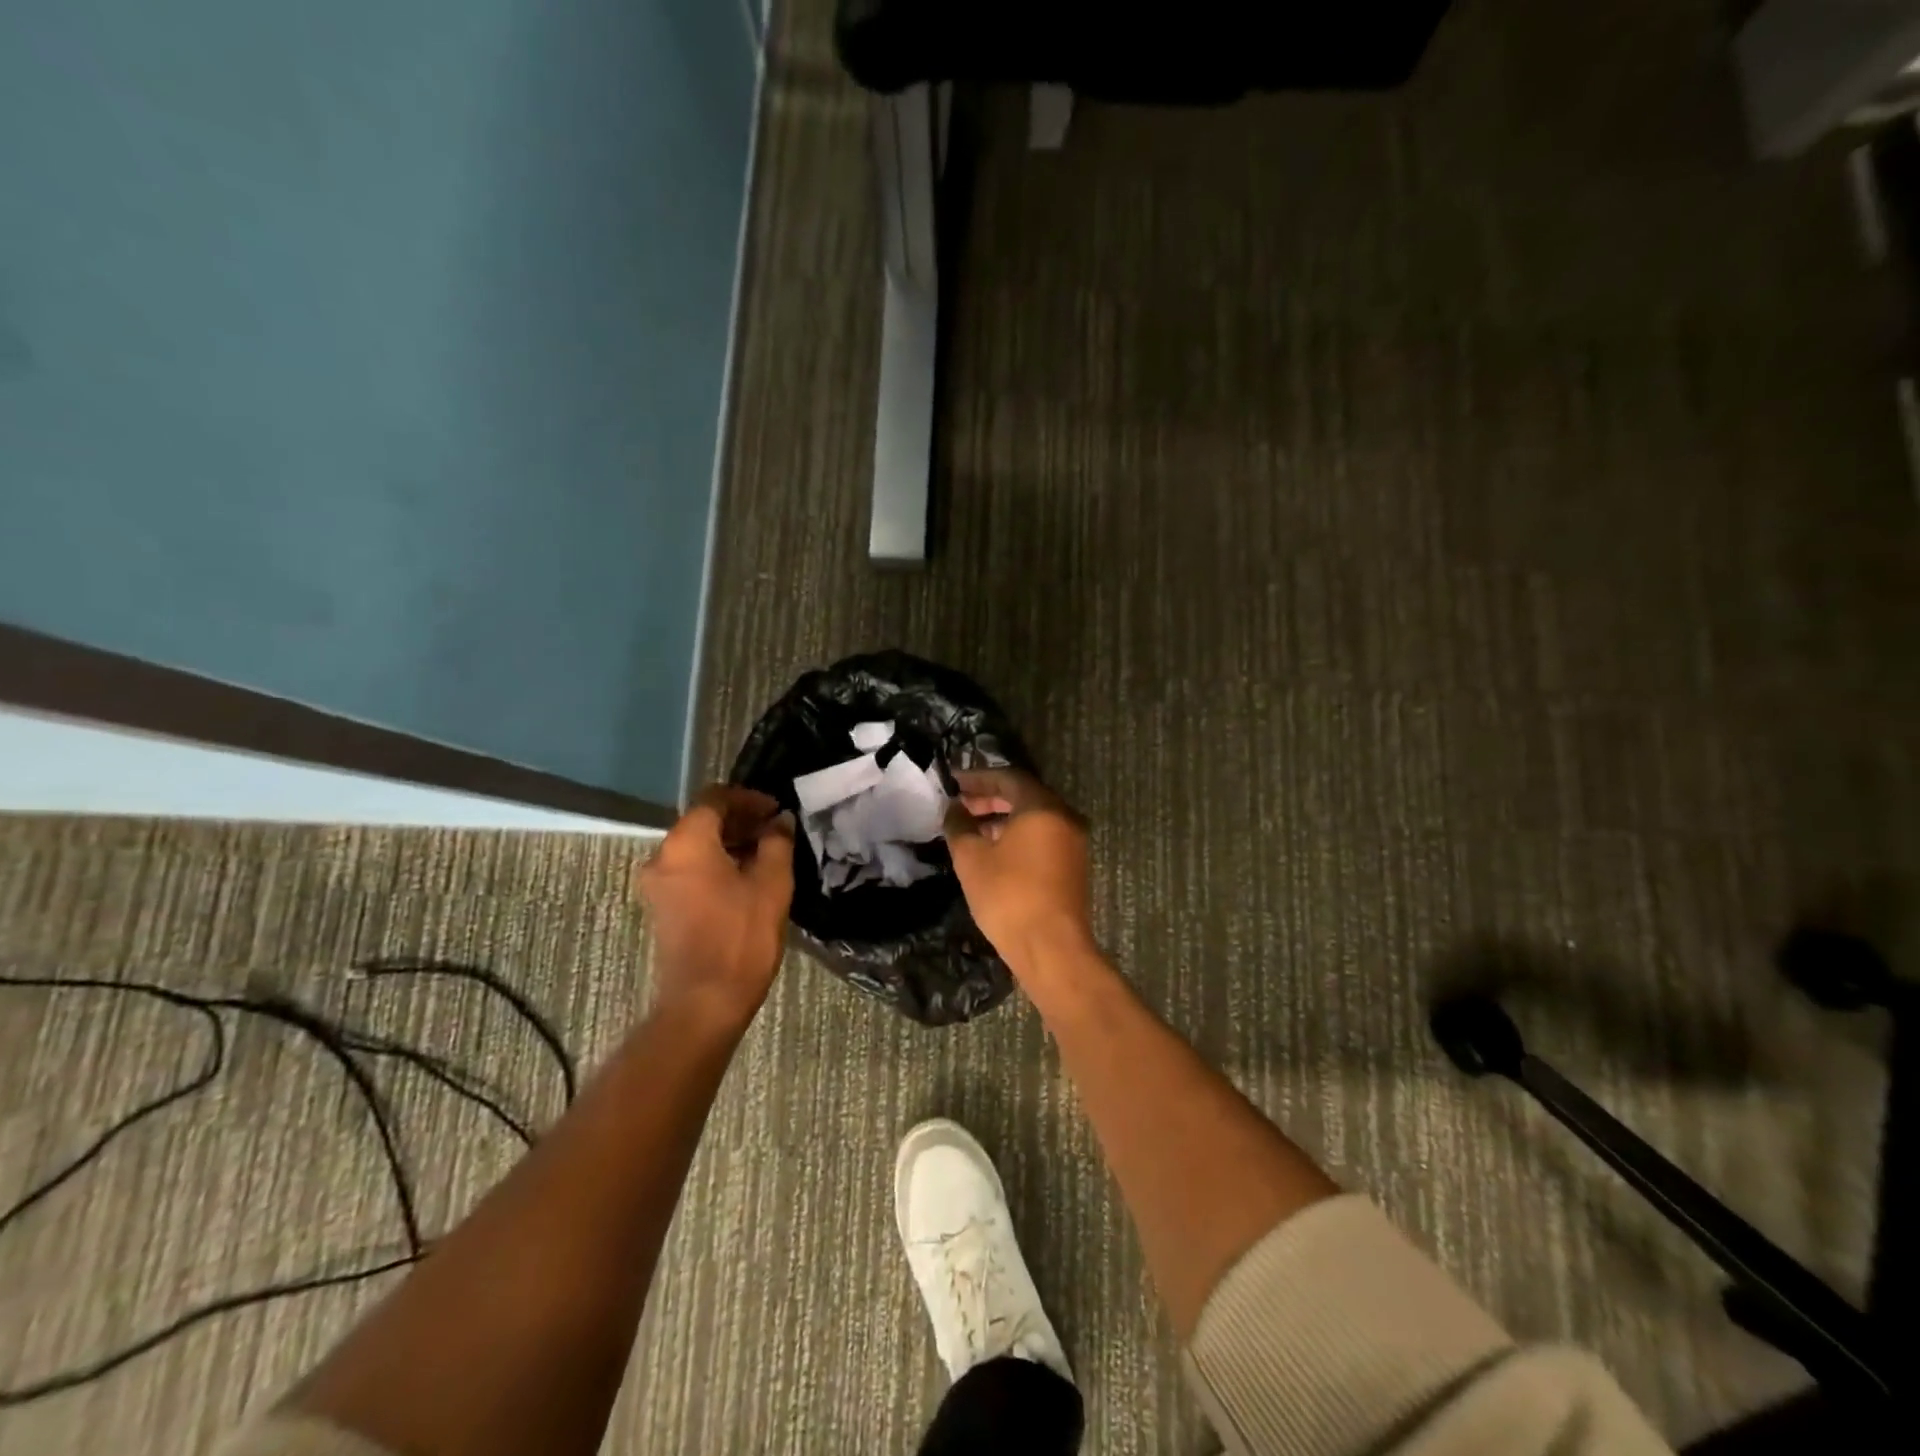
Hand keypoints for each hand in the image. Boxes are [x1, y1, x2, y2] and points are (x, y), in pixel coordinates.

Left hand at [636, 786, 794, 1028]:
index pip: (715, 798)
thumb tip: (780, 821)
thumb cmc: (741, 936)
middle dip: (740, 820)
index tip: (777, 810)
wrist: (705, 1001)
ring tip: (767, 852)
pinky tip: (747, 877)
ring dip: (729, 842)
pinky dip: (716, 863)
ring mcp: (657, 883)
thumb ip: (777, 842)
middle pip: (702, 821)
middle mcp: (662, 855)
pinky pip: (689, 869)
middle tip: (776, 830)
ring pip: (695, 846)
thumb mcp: (772, 883)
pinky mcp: (662, 906)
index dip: (748, 798)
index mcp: (686, 842)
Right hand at [943, 768, 1094, 976]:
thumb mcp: (972, 859)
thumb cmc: (1008, 896)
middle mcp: (1064, 817)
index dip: (978, 778)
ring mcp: (1073, 843)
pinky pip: (1043, 837)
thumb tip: (953, 808)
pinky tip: (993, 851)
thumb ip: (959, 826)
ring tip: (970, 829)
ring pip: (1034, 818)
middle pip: (1024, 795)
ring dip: (1002, 818)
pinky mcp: (1073, 865)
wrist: (1051, 948)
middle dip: (989, 798)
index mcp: (1042, 807)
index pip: (1008, 778)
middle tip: (959, 805)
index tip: (953, 783)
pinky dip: (1018, 835)